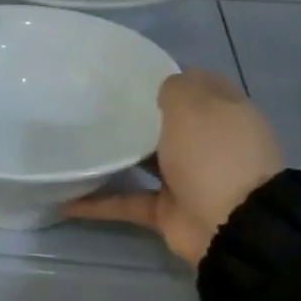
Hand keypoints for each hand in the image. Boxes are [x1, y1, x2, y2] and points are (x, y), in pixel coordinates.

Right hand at [64, 70, 281, 264]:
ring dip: (117, 155)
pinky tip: (67, 200)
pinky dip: (101, 203)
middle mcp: (208, 144)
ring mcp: (189, 179)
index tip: (129, 73)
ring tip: (77, 142)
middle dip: (137, 114)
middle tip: (95, 103)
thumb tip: (164, 87)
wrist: (232, 227)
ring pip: (146, 161)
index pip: (197, 84)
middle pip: (169, 123)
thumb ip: (174, 88)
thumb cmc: (213, 152)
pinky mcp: (168, 211)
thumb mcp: (193, 104)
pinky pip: (128, 202)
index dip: (167, 77)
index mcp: (224, 113)